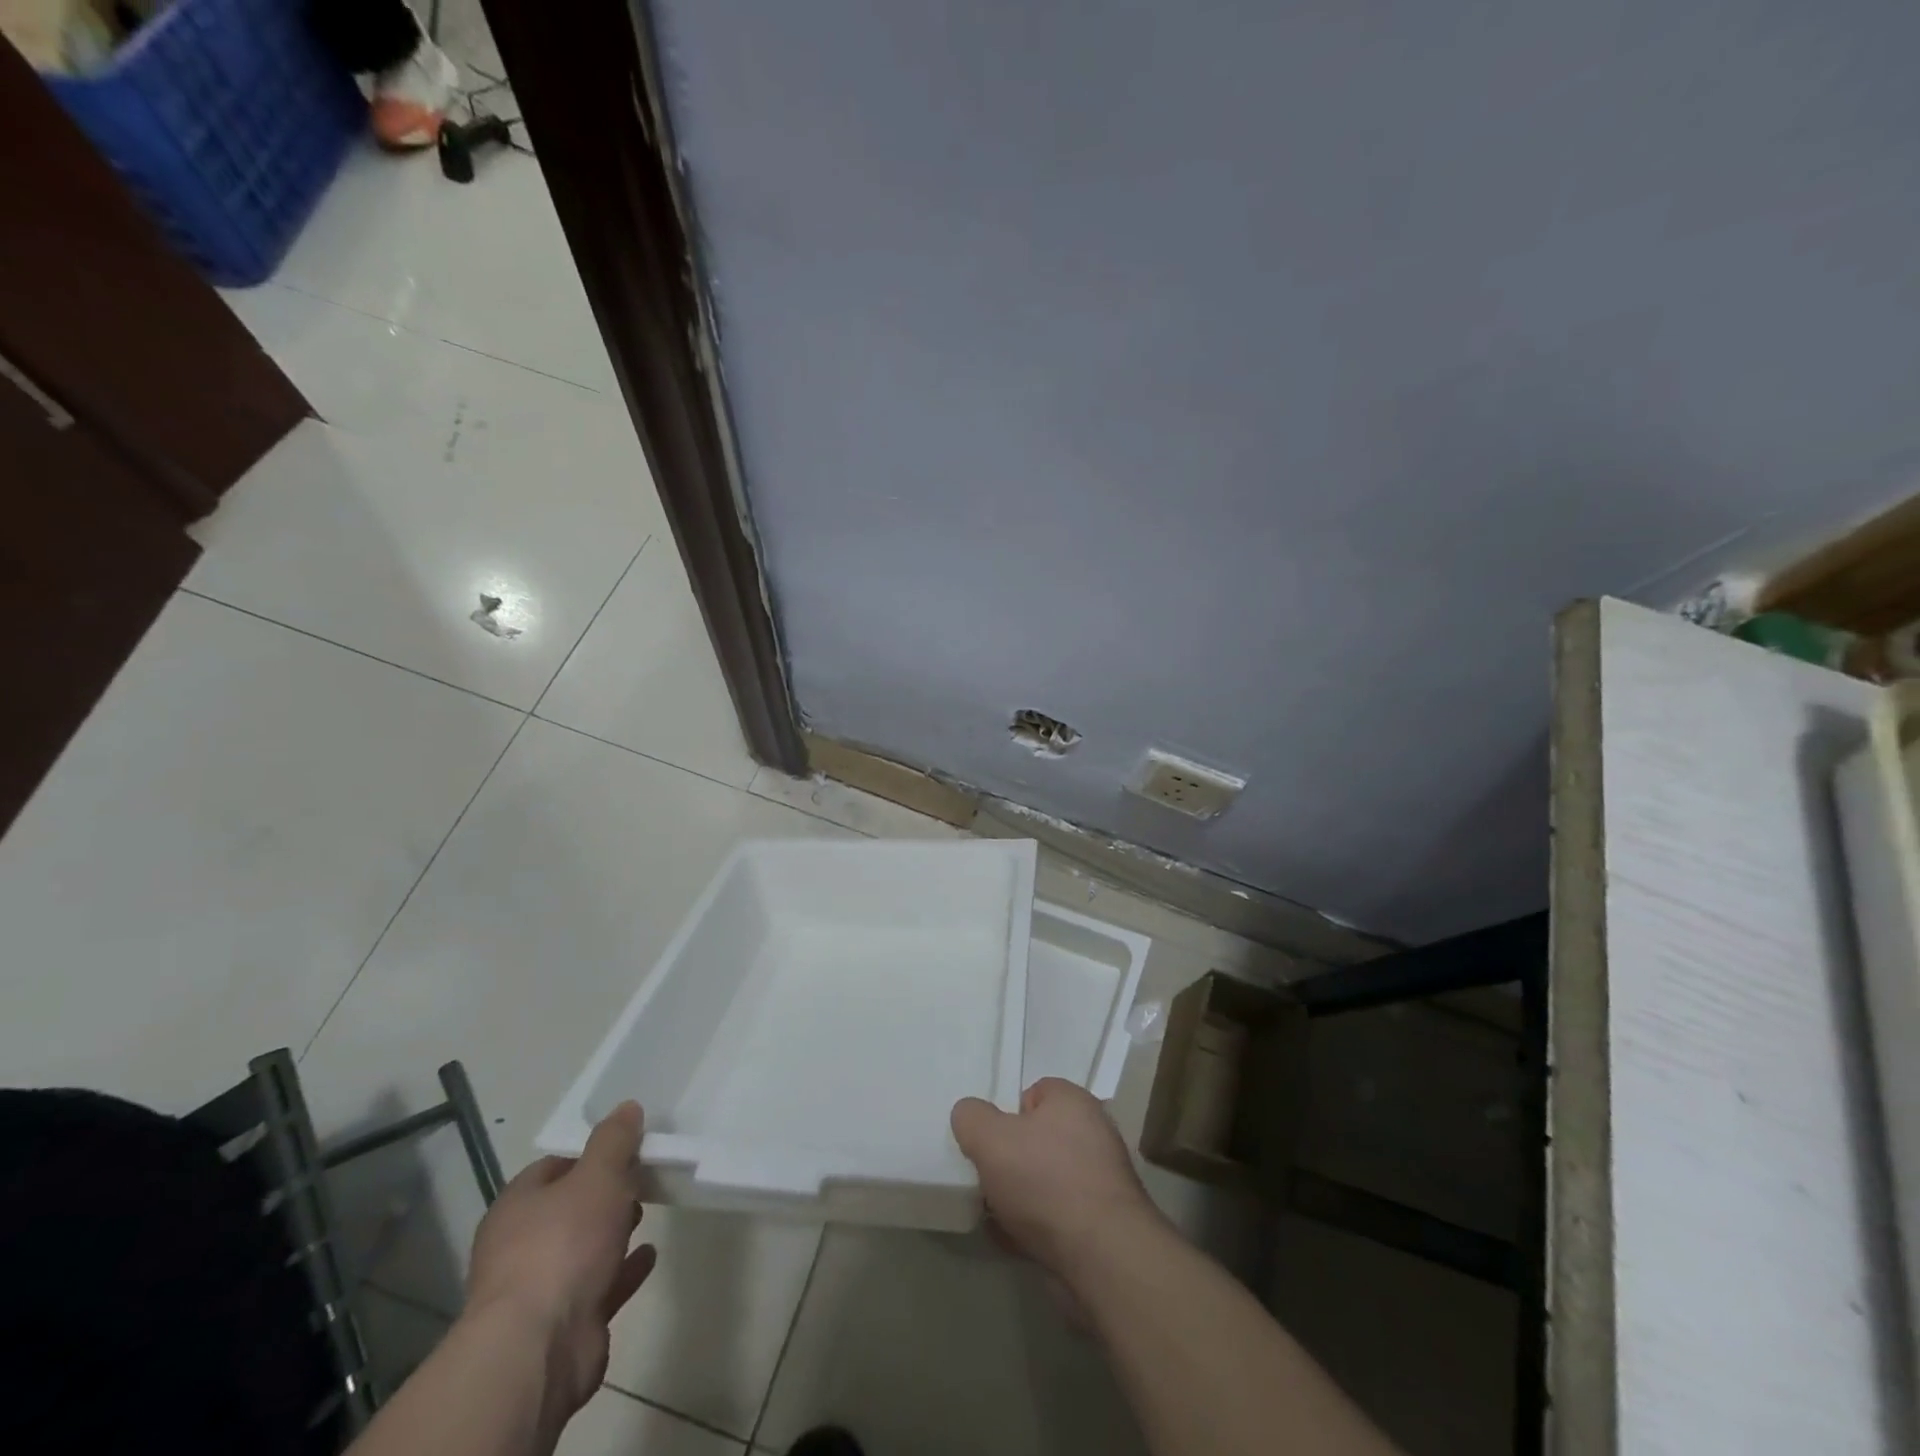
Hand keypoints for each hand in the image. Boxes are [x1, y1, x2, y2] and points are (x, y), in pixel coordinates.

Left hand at [463, 1101, 657, 1420]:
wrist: (539, 1348)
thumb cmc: (562, 1245)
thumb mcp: (597, 1176)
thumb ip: (614, 1141)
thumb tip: (627, 1107)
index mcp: (517, 1207)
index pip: (553, 1167)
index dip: (589, 1154)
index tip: (627, 1145)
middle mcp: (519, 1247)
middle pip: (567, 1209)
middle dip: (602, 1194)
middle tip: (640, 1177)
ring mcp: (540, 1289)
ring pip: (582, 1249)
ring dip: (612, 1232)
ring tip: (648, 1211)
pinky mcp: (565, 1324)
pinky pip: (600, 1286)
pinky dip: (623, 1270)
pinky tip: (650, 1255)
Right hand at [950, 1077, 1162, 1278]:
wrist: (1100, 1257)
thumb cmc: (1045, 1181)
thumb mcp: (991, 1138)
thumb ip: (971, 1118)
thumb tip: (968, 1114)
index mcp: (1073, 1102)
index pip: (1034, 1092)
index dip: (1006, 1113)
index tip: (989, 1139)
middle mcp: (1092, 1134)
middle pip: (1038, 1138)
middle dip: (1009, 1158)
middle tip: (986, 1177)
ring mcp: (1099, 1182)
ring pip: (1045, 1181)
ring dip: (1018, 1197)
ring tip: (992, 1213)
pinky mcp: (1099, 1225)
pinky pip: (1056, 1217)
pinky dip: (1033, 1227)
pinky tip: (1011, 1240)